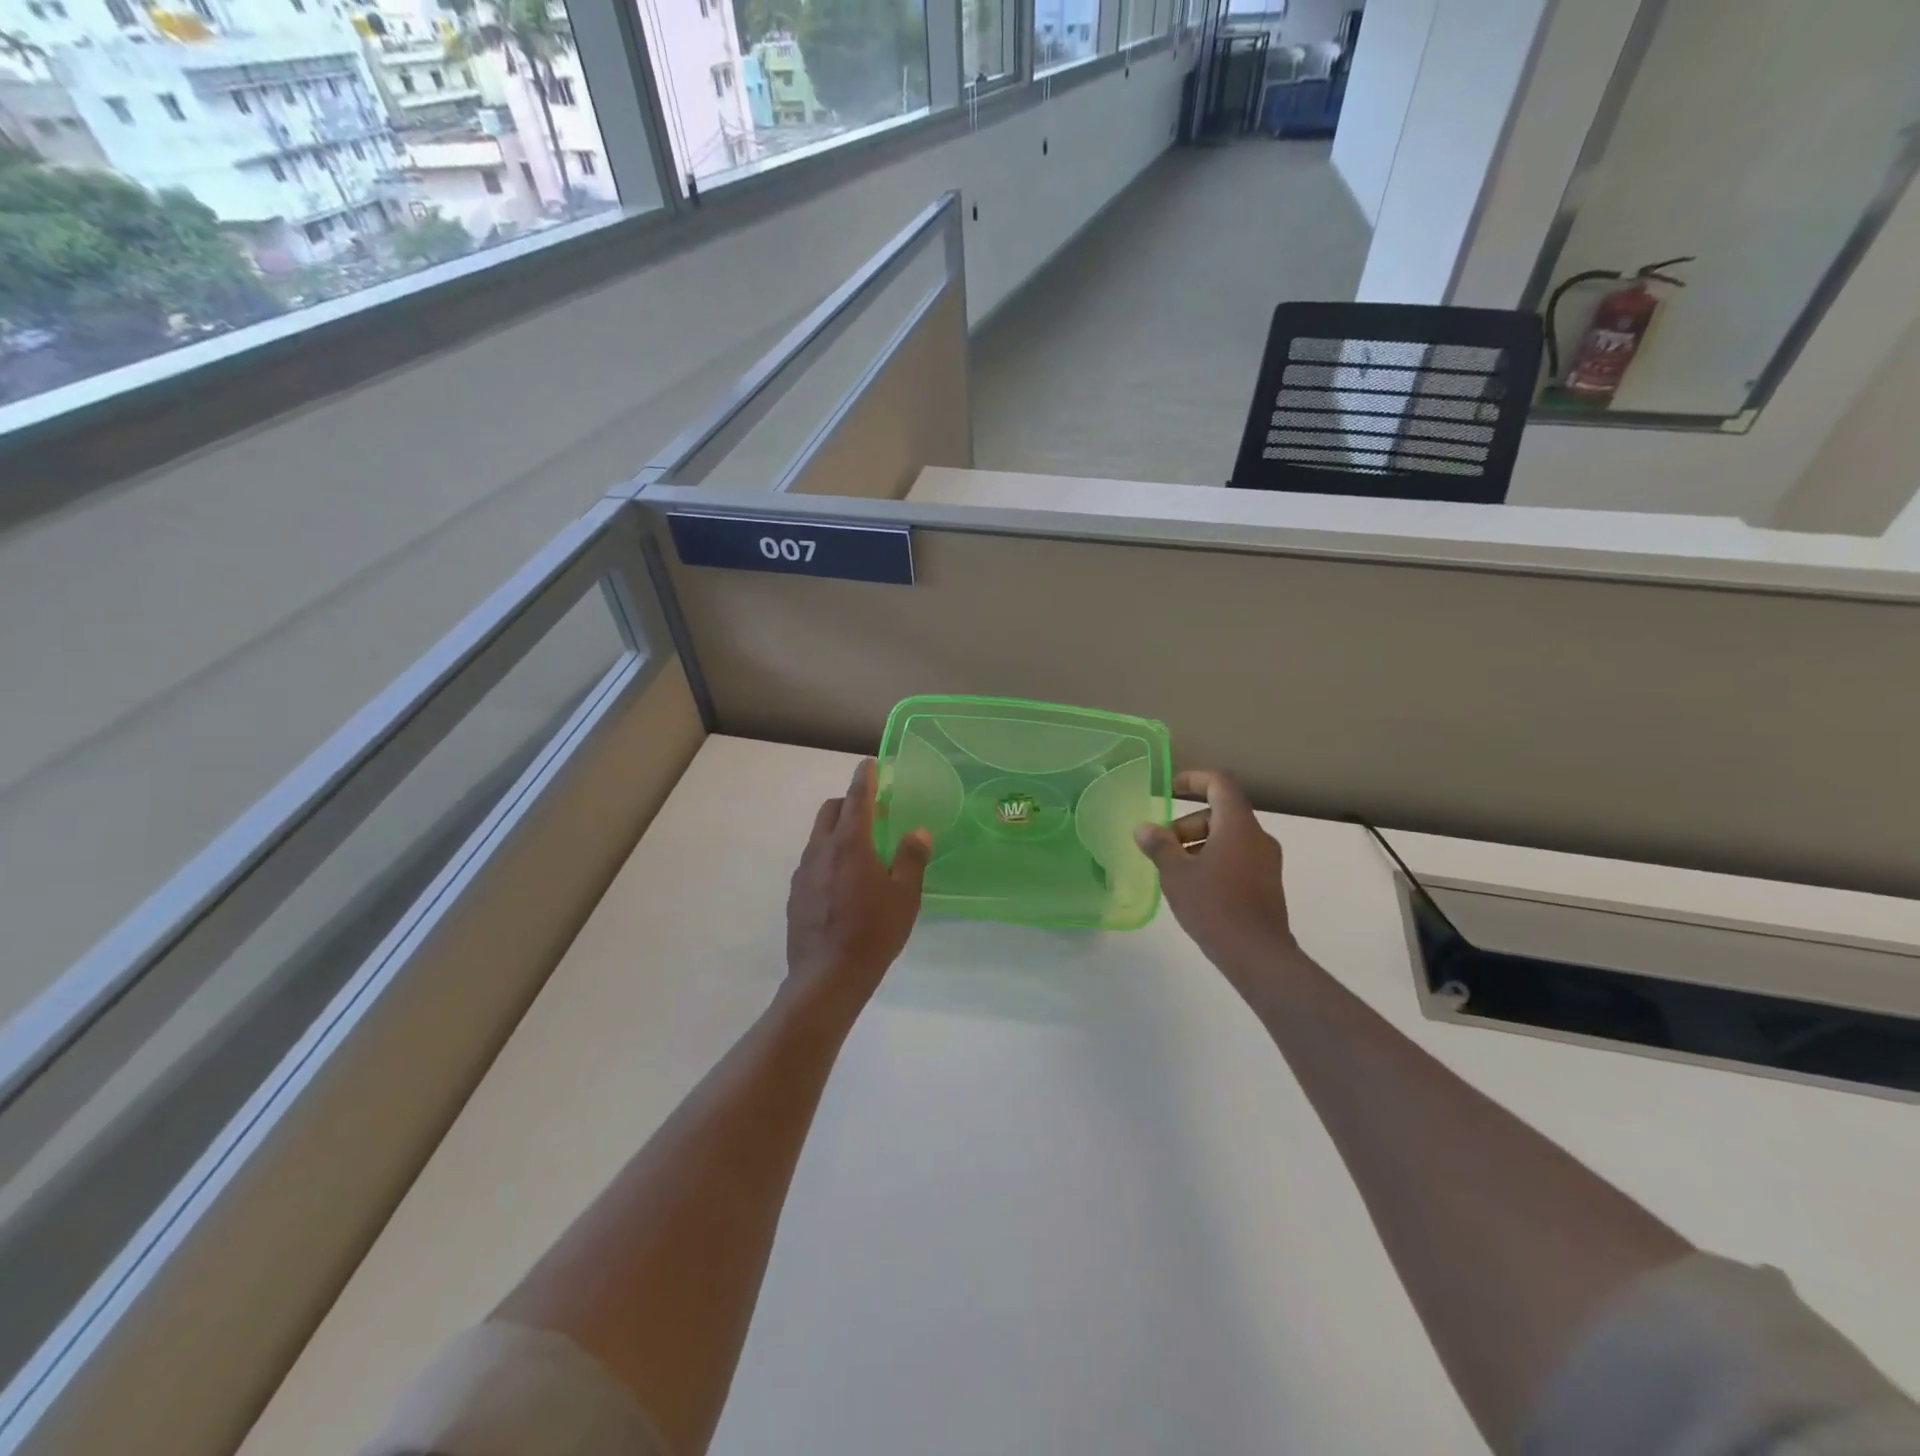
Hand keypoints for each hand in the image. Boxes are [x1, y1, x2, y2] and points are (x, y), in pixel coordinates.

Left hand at [785, 758, 931, 1016]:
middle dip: (849, 802)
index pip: (856, 798)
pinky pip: (812, 862)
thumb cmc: (873, 932)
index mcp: (850, 843)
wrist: (826, 977)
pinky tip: (843, 882)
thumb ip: (911, 859)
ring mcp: (803, 872)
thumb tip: (917, 832)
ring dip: (837, 830)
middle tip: (872, 812)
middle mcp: (821, 849)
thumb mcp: (905, 896)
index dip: (864, 778)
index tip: (870, 764)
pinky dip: (828, 856)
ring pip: (818, 836)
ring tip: (860, 849)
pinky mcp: (795, 894)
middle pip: (830, 811)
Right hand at [1135, 770, 1297, 985]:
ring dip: (1198, 844)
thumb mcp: (1176, 874)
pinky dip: (1214, 860)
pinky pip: (1237, 857)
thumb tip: (1144, 828)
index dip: (1194, 779)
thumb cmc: (1214, 905)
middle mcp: (1258, 837)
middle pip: (1220, 813)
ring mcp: (1266, 862)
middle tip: (1162, 848)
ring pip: (1228, 838)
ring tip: (1174, 871)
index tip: (1170, 788)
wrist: (1257, 954)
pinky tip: (1195, 887)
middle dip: (1187, 824)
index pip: (1219, 784)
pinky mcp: (1267, 884)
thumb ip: (1159, 846)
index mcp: (1238, 825)